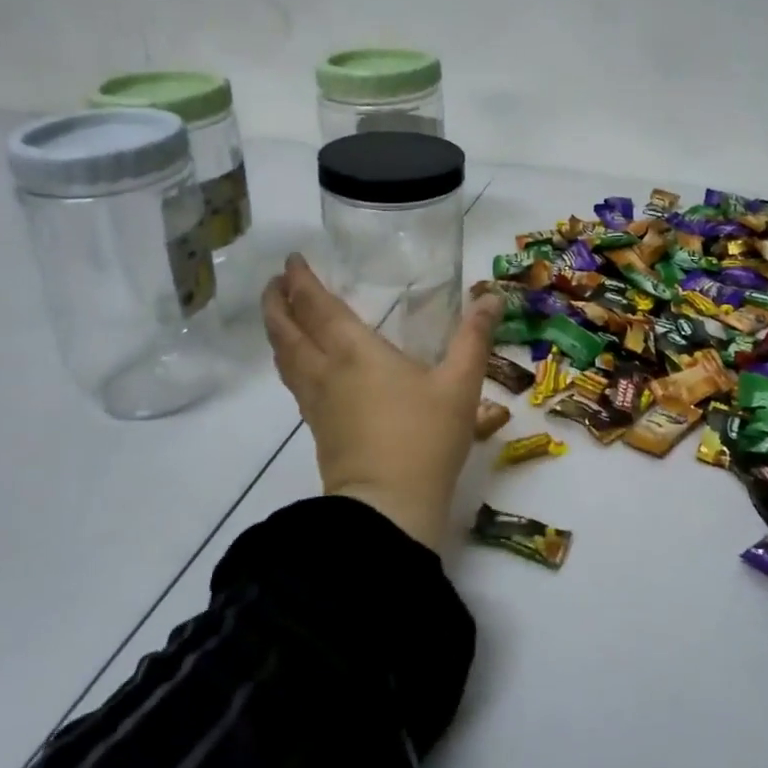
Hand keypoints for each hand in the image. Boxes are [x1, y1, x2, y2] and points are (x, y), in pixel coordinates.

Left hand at [262, 255, 502, 551]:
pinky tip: (302, 365)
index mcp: (353, 350)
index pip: (315, 305)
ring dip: (277, 330)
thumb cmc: (424, 439)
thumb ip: (474, 337)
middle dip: (276, 301)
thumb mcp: (460, 384)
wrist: (387, 508)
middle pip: (286, 329)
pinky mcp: (317, 428)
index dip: (300, 279)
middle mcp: (324, 369)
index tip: (292, 259)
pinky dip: (289, 360)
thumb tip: (491, 296)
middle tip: (276, 282)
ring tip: (280, 315)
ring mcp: (315, 401)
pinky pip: (293, 381)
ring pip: (284, 357)